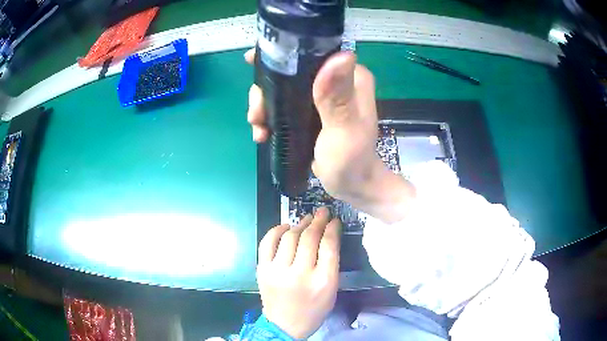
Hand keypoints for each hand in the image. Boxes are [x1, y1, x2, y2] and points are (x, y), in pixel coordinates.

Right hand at [245, 50, 414, 222]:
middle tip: (256, 113)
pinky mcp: (311, 112)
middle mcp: (335, 80)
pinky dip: (271, 116)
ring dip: (264, 105)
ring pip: (283, 88)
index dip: (281, 54)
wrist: (352, 186)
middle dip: (266, 89)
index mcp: (350, 76)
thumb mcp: (344, 129)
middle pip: (290, 71)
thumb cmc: (352, 161)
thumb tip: (341, 56)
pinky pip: (284, 104)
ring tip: (258, 128)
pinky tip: (263, 133)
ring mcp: (322, 96)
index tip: (252, 62)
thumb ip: (338, 97)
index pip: (312, 52)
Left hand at [257, 207, 340, 338]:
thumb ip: (331, 264)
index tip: (334, 220)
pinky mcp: (262, 270)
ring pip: (289, 237)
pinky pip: (267, 242)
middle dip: (318, 221)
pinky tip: (285, 227)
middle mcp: (299, 274)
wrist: (284, 325)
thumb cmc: (313, 309)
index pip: (329, 246)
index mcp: (322, 281)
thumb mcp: (332, 290)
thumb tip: (327, 235)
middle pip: (309, 238)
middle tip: (322, 213)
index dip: (332, 228)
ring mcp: (277, 271)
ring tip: (306, 219)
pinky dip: (276, 230)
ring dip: (299, 224)